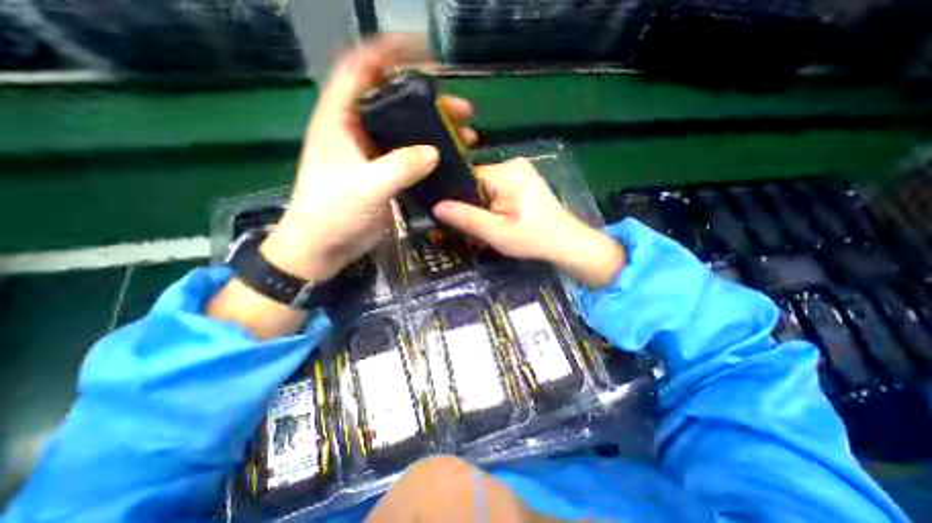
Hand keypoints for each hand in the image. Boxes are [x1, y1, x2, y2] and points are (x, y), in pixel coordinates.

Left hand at [263, 34, 474, 282]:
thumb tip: (434, 152)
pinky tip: (450, 158)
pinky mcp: (385, 175)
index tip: (423, 55)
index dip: (389, 54)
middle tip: (460, 109)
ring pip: (407, 131)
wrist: (324, 246)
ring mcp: (373, 154)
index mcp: (341, 120)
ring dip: (435, 129)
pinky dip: (430, 155)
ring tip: (465, 133)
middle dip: (428, 100)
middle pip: (394, 101)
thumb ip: (400, 167)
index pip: (360, 70)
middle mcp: (358, 131)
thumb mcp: (366, 187)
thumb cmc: (332, 213)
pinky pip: (411, 157)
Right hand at [432, 160, 621, 289]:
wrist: (568, 243)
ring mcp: (521, 170)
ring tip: (488, 226)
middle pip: (476, 182)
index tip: (456, 219)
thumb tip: (436, 206)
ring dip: (483, 207)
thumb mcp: (497, 233)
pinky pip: (498, 189)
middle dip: (472, 205)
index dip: (458, 199)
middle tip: (474, 229)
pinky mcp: (525, 180)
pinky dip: (494, 204)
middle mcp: (513, 163)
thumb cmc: (533, 239)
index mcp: (505, 172)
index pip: (466, 178)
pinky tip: (500, 219)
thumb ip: (466, 218)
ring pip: (486, 187)